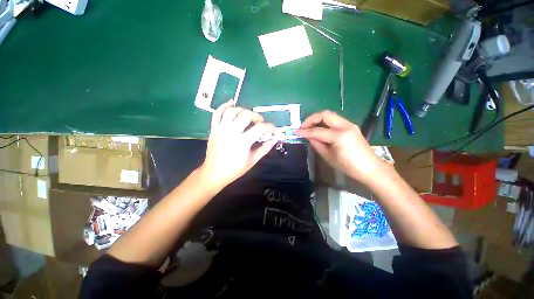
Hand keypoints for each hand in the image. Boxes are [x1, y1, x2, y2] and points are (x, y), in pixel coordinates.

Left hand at [200, 100, 275, 189]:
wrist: (214, 173)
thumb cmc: (235, 169)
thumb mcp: (252, 161)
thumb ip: (264, 149)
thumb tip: (274, 140)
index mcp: (242, 142)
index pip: (259, 128)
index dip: (269, 126)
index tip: (273, 128)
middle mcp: (231, 133)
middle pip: (246, 115)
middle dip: (256, 116)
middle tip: (260, 122)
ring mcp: (221, 130)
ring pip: (232, 111)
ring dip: (243, 110)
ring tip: (248, 115)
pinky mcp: (213, 129)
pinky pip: (217, 113)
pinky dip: (224, 106)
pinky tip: (231, 103)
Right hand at [296, 110, 383, 183]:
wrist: (369, 167)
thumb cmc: (348, 166)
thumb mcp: (328, 156)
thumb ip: (316, 143)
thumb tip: (308, 136)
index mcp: (339, 136)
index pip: (318, 131)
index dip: (305, 131)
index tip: (296, 132)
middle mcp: (345, 126)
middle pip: (325, 114)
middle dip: (311, 119)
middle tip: (303, 126)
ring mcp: (349, 124)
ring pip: (330, 115)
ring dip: (317, 119)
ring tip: (309, 127)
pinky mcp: (351, 126)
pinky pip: (334, 120)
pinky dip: (324, 122)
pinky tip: (319, 129)